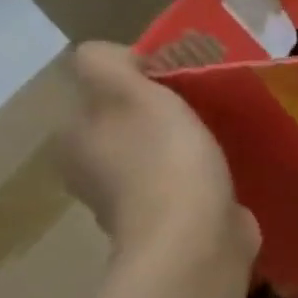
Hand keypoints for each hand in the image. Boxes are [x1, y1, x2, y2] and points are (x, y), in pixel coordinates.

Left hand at [56, 42, 257, 267]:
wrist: (196, 238)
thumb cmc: (164, 160)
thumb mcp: (130, 92)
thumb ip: (106, 63)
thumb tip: (116, 59)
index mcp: (73, 138)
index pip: (100, 91)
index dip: (138, 78)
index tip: (178, 82)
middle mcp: (90, 171)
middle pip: (127, 124)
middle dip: (161, 114)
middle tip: (203, 107)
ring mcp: (130, 203)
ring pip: (155, 157)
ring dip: (183, 147)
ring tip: (221, 138)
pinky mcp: (170, 224)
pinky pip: (183, 187)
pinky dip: (200, 178)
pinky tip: (225, 173)